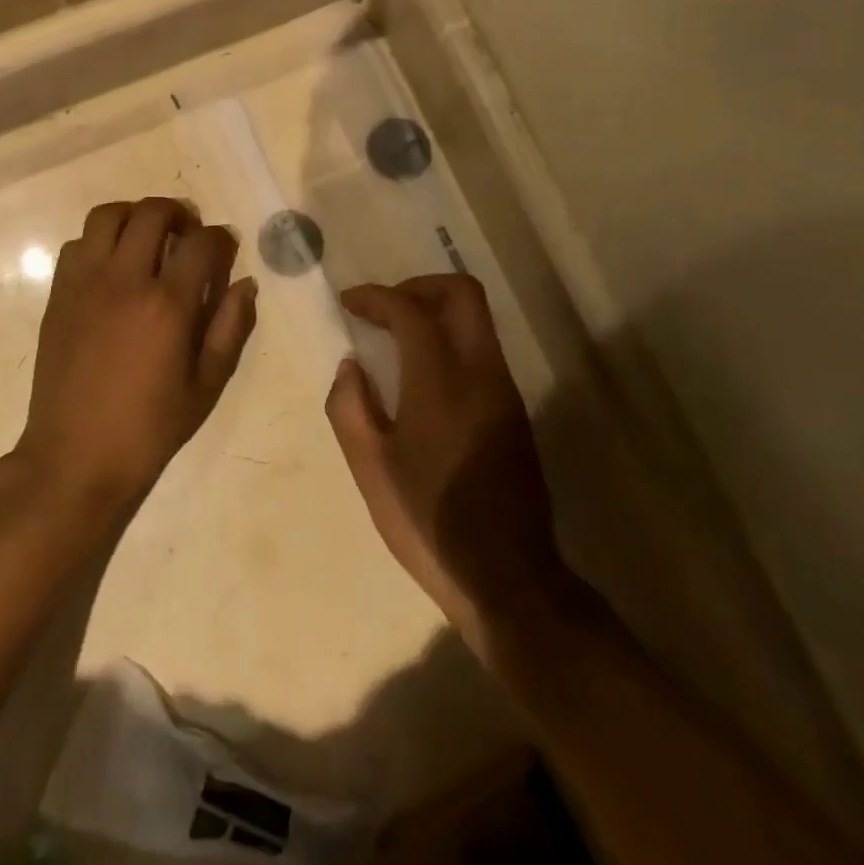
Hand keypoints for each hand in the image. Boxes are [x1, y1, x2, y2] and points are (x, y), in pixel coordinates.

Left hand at [18, 198, 257, 511]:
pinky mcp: (59, 293)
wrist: (75, 455)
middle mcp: (124, 280)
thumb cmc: (148, 427)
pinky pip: (78, 243)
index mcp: (167, 304)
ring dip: (135, 216)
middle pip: (153, 212)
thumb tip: (245, 283)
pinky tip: (112, 266)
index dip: (221, 238)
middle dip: (179, 213)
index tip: (225, 247)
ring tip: (148, 238)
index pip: (202, 242)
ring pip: (108, 215)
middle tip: (188, 234)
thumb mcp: (206, 385)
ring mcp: (85, 282)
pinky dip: (100, 241)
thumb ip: (231, 328)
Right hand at [327, 276, 574, 644]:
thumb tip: (351, 367)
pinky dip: (450, 340)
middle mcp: (481, 373)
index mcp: (441, 382)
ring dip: (435, 312)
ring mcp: (504, 391)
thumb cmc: (428, 521)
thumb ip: (349, 406)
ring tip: (396, 338)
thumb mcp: (370, 468)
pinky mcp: (514, 412)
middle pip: (462, 293)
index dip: (375, 297)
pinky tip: (422, 375)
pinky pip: (482, 351)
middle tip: (383, 308)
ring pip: (477, 320)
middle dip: (418, 286)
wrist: (507, 578)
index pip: (410, 310)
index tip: (349, 303)